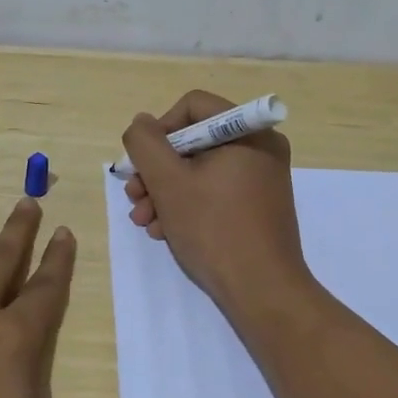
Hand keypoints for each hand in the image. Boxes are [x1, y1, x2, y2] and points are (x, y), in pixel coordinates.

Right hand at [121, 89, 311, 313]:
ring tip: (145, 221)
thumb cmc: (214, 229)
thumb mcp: (168, 182)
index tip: (142, 163)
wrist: (263, 291)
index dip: (159, 130)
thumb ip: (146, 144)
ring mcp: (261, 178)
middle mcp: (260, 147)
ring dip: (165, 192)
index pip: (192, 106)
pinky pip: (215, 191)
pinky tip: (165, 231)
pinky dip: (187, 205)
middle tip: (134, 197)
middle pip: (194, 141)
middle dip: (157, 170)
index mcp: (248, 132)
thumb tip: (141, 123)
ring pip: (200, 170)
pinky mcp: (258, 205)